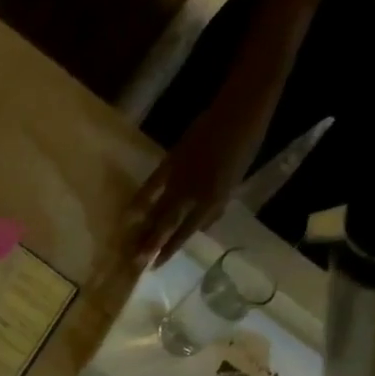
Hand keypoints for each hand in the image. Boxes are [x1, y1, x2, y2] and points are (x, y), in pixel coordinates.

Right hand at [128, 95, 271, 267]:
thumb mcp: (236, 181)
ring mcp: (179, 179)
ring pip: (157, 210)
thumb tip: (202, 225)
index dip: (170, 250)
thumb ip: (217, 205)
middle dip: (149, 245)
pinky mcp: (170, 162)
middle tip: (134, 263)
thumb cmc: (246, 144)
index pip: (186, 233)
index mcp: (212, 201)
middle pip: (166, 226)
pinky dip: (139, 201)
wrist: (240, 109)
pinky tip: (128, 214)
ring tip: (129, 245)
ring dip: (143, 229)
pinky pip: (151, 186)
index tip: (155, 266)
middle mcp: (192, 195)